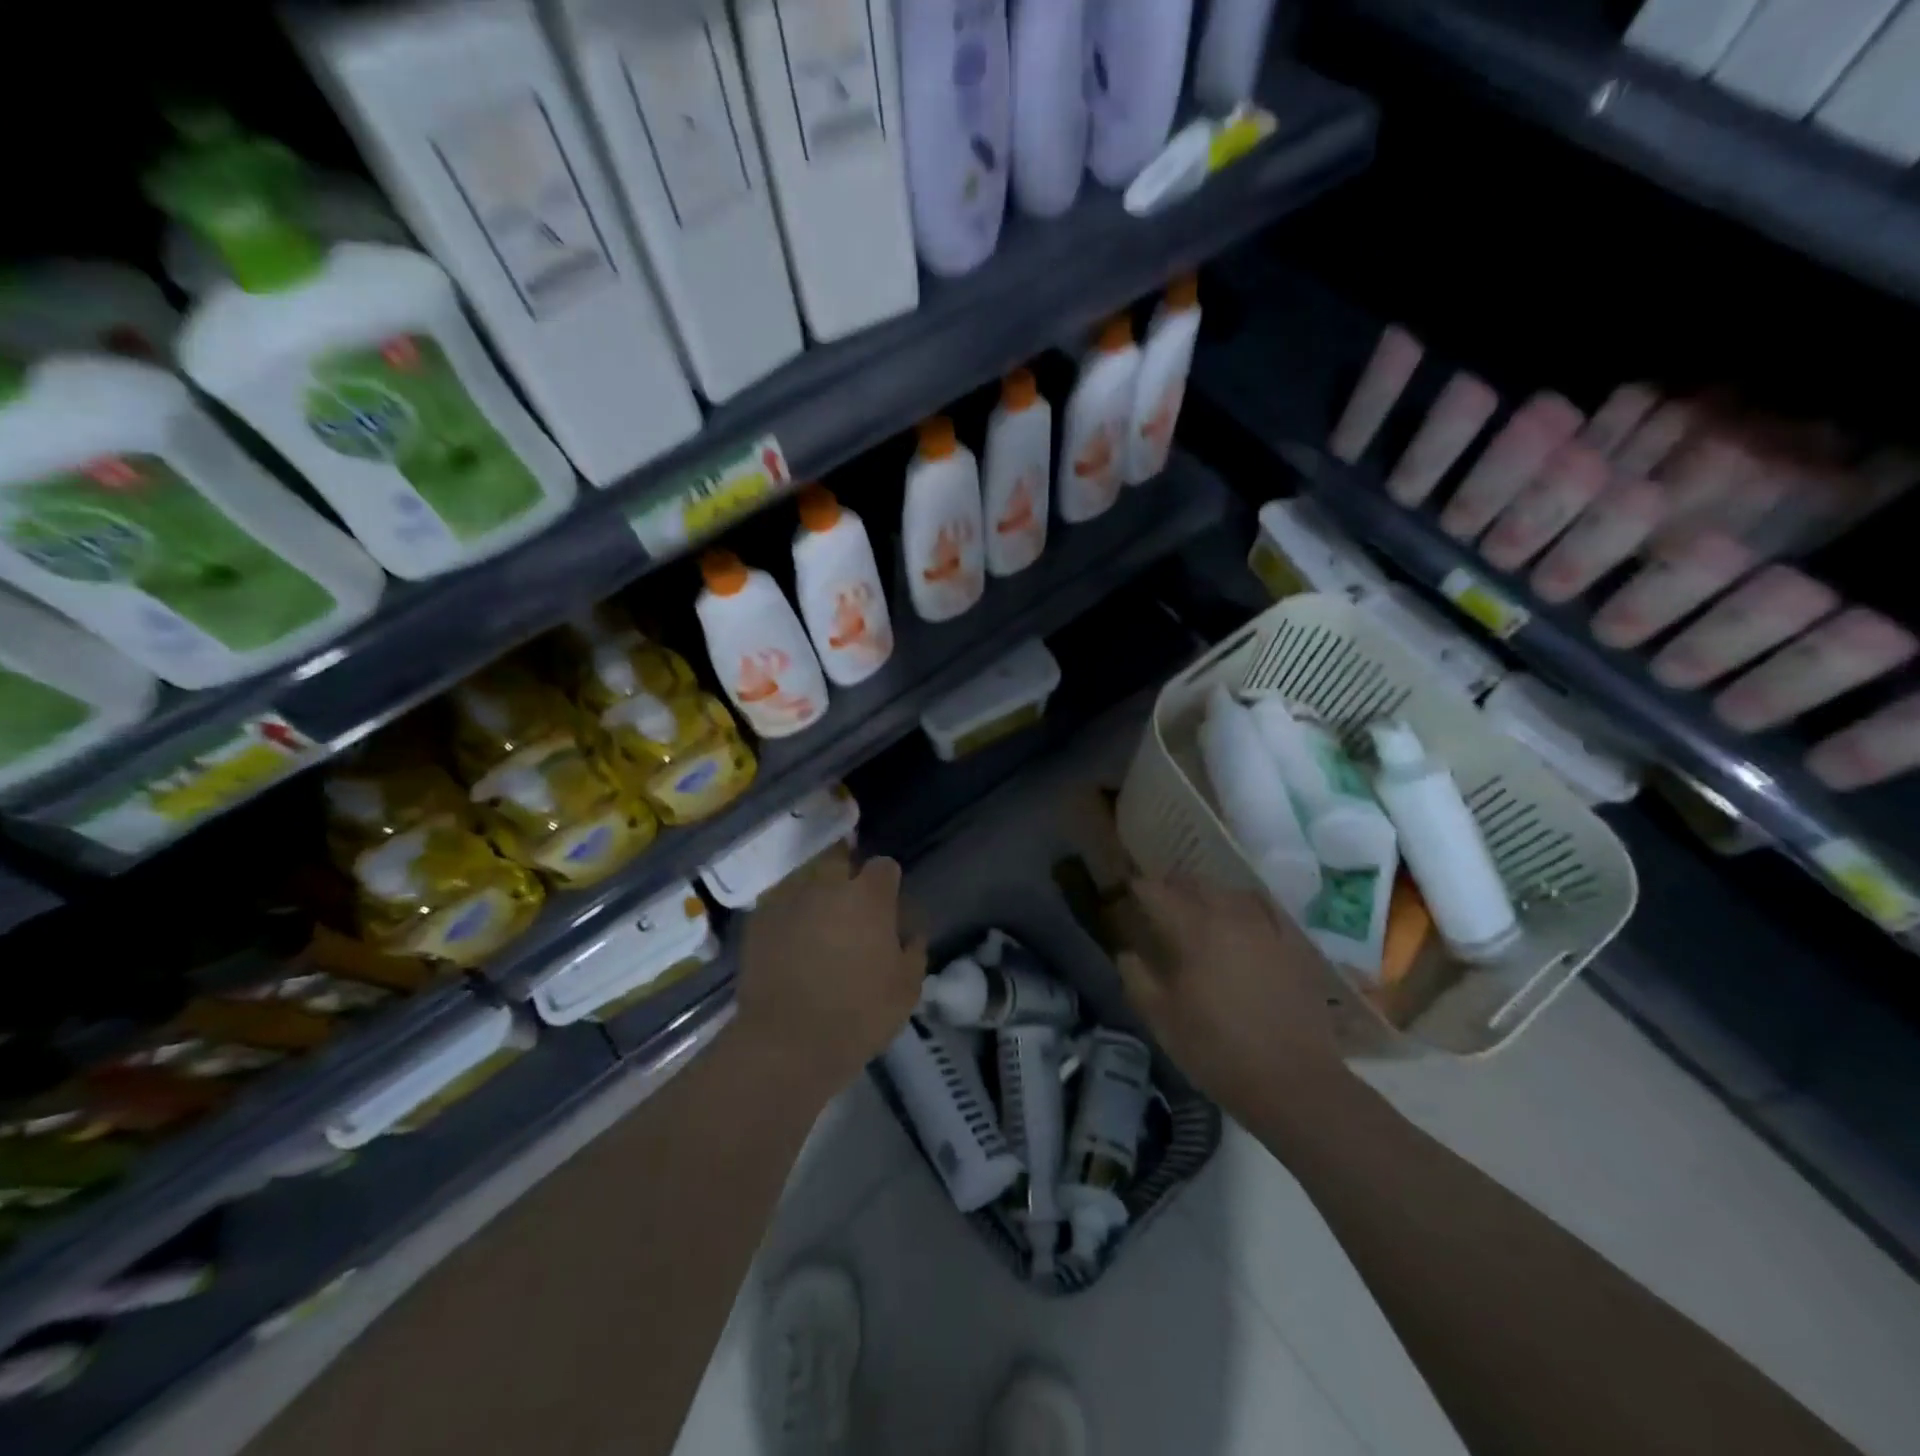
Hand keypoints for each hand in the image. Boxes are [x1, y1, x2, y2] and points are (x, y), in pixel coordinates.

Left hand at [735, 848, 927, 1100]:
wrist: (788, 1042)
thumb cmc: (859, 1014)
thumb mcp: (907, 988)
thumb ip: (913, 949)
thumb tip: (910, 932)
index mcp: (868, 897)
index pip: (884, 866)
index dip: (887, 882)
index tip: (887, 904)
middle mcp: (827, 886)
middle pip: (839, 860)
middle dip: (846, 875)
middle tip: (850, 906)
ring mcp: (789, 900)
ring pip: (806, 880)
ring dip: (815, 894)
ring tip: (817, 922)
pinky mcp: (758, 921)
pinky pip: (779, 905)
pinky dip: (787, 915)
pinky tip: (790, 940)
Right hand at [1115, 878, 1348, 1118]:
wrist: (1294, 1082)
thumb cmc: (1217, 1050)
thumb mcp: (1161, 1019)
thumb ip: (1136, 977)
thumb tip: (1127, 952)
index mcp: (1192, 930)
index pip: (1156, 891)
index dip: (1138, 888)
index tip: (1127, 894)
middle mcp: (1229, 916)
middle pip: (1194, 884)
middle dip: (1171, 887)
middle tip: (1158, 903)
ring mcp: (1266, 928)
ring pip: (1229, 892)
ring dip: (1208, 894)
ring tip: (1198, 909)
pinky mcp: (1294, 945)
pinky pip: (1264, 910)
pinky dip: (1245, 907)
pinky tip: (1243, 920)